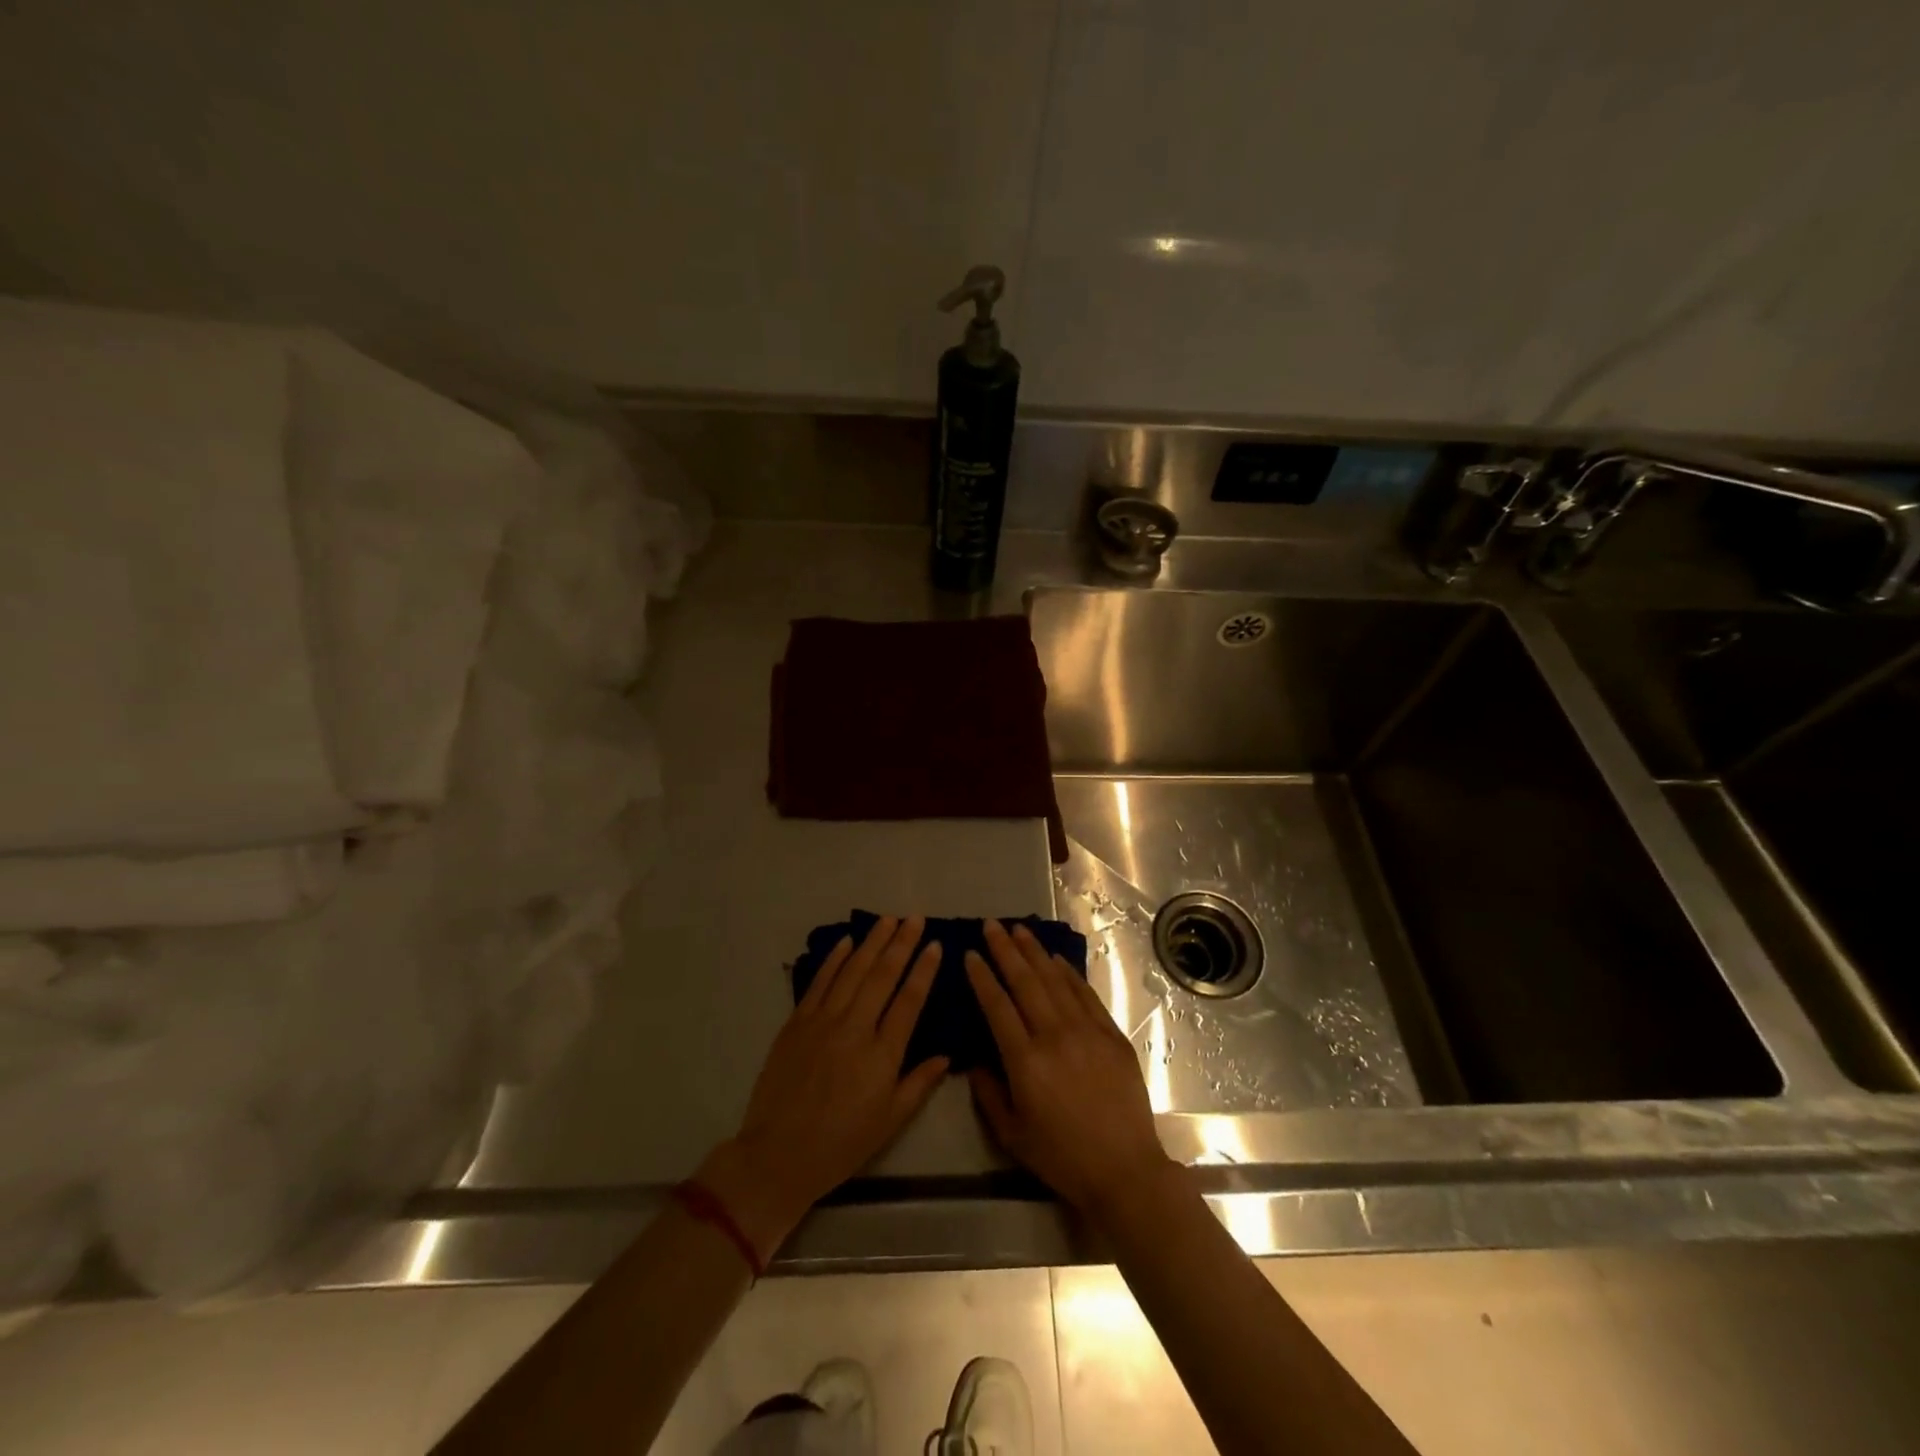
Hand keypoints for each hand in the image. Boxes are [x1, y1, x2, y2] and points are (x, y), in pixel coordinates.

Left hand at [698, 915, 948, 1263]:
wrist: (778, 1155)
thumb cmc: (841, 1144)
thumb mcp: (890, 1121)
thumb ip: (919, 1084)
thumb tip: (946, 1055)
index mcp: (883, 1055)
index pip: (909, 1000)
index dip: (924, 969)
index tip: (936, 944)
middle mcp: (855, 1028)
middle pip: (883, 976)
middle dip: (901, 943)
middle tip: (915, 918)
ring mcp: (823, 1021)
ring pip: (852, 971)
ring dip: (872, 942)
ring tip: (888, 919)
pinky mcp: (797, 1023)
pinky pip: (819, 982)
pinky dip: (835, 959)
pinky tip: (847, 941)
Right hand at [966, 919, 1174, 1215]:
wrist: (1125, 1169)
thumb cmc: (1062, 1157)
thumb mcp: (1011, 1135)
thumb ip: (988, 1093)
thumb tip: (975, 1059)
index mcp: (1025, 1061)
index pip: (997, 1006)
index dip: (982, 977)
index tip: (970, 954)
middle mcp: (1054, 1036)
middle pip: (1025, 982)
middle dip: (1005, 950)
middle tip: (991, 925)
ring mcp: (1087, 1031)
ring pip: (1055, 981)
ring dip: (1035, 952)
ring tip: (1019, 930)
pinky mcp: (1111, 1035)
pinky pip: (1086, 995)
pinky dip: (1069, 974)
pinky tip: (1056, 959)